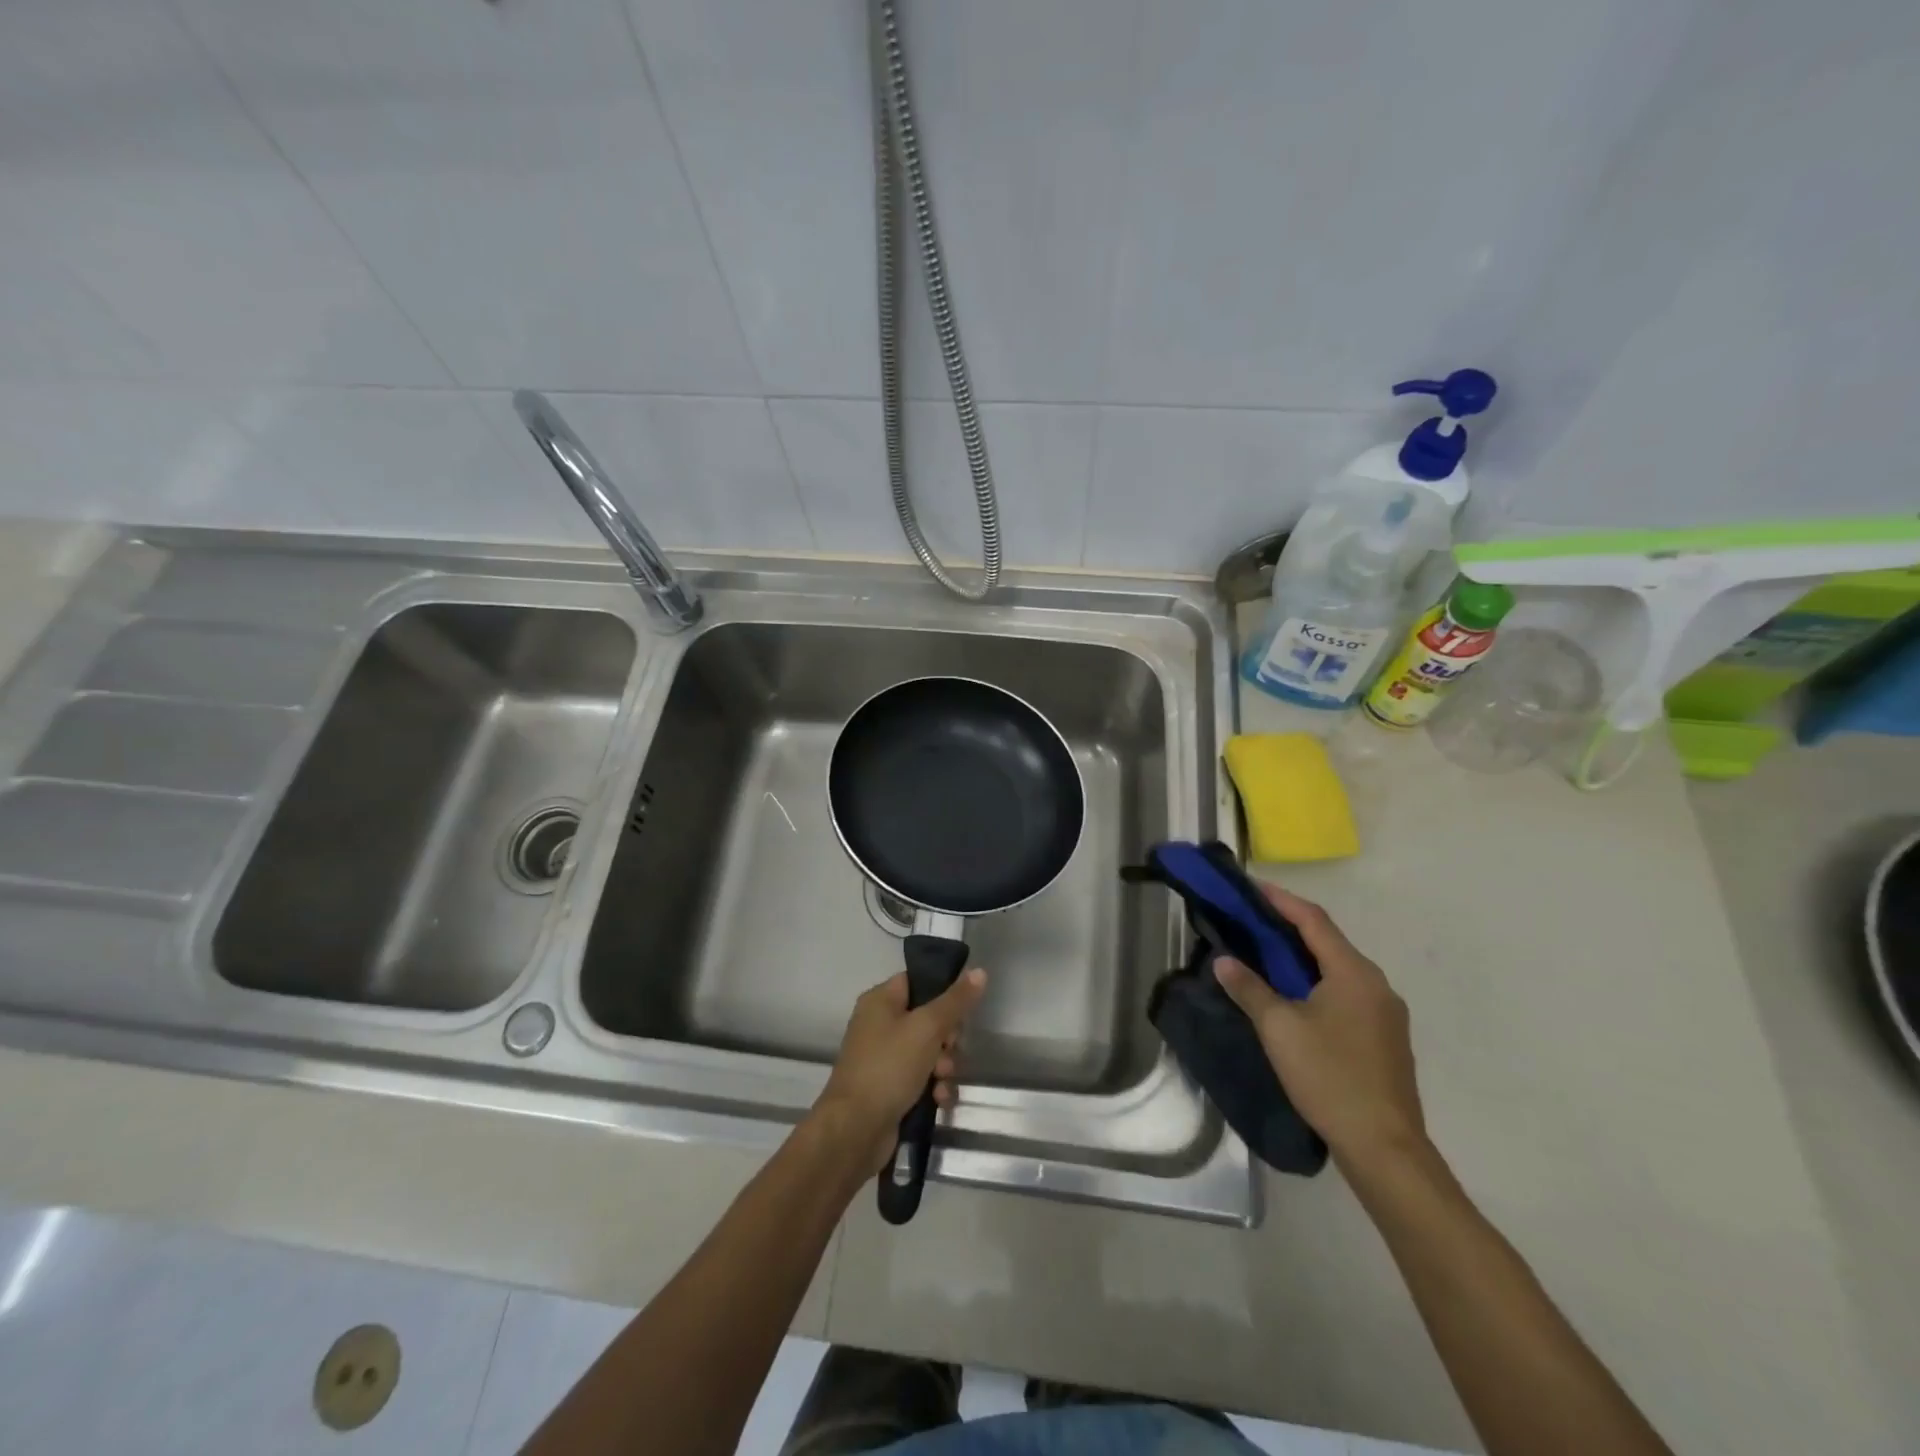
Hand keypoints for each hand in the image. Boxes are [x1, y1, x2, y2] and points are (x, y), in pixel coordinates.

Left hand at [814, 967, 987, 1175]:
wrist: (855, 1130)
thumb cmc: (889, 1067)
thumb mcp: (927, 1028)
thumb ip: (955, 1000)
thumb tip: (980, 971)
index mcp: (880, 1001)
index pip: (917, 981)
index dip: (943, 992)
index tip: (963, 1008)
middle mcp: (879, 1025)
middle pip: (928, 1019)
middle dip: (947, 1038)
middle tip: (949, 1048)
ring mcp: (883, 1058)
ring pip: (928, 1052)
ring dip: (943, 1066)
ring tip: (942, 1080)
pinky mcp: (889, 1088)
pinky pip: (921, 1079)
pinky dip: (933, 1087)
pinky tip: (939, 1100)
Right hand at [1214, 883, 1425, 1170]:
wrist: (1385, 1147)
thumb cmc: (1329, 1077)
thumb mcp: (1279, 1029)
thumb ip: (1250, 989)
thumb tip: (1224, 961)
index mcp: (1353, 973)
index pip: (1313, 920)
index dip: (1280, 900)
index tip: (1250, 887)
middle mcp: (1376, 984)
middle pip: (1328, 942)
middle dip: (1288, 927)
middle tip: (1250, 920)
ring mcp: (1386, 1013)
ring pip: (1338, 969)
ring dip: (1302, 957)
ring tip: (1265, 955)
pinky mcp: (1385, 1038)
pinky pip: (1346, 993)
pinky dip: (1317, 983)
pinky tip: (1295, 998)